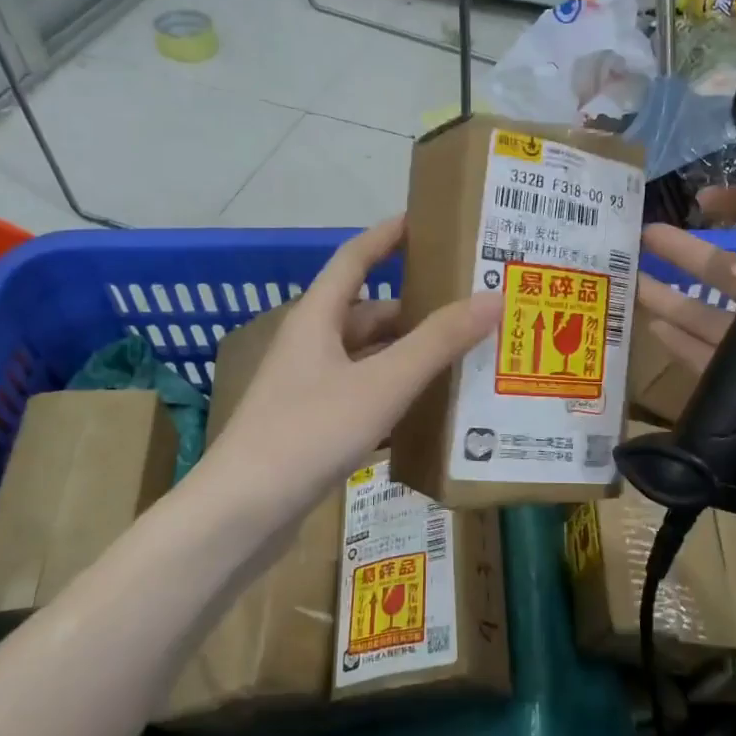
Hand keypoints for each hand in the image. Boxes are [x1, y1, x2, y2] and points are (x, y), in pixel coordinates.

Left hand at [204, 217, 501, 525]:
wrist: (242, 513)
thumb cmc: (309, 432)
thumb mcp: (381, 383)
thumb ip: (438, 342)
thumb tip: (493, 297)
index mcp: (316, 319)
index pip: (354, 259)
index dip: (387, 237)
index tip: (424, 221)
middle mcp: (310, 347)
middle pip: (368, 315)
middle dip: (415, 311)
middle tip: (468, 310)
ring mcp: (308, 391)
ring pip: (367, 361)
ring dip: (408, 359)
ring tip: (461, 360)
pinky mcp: (312, 429)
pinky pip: (362, 399)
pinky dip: (393, 399)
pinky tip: (427, 415)